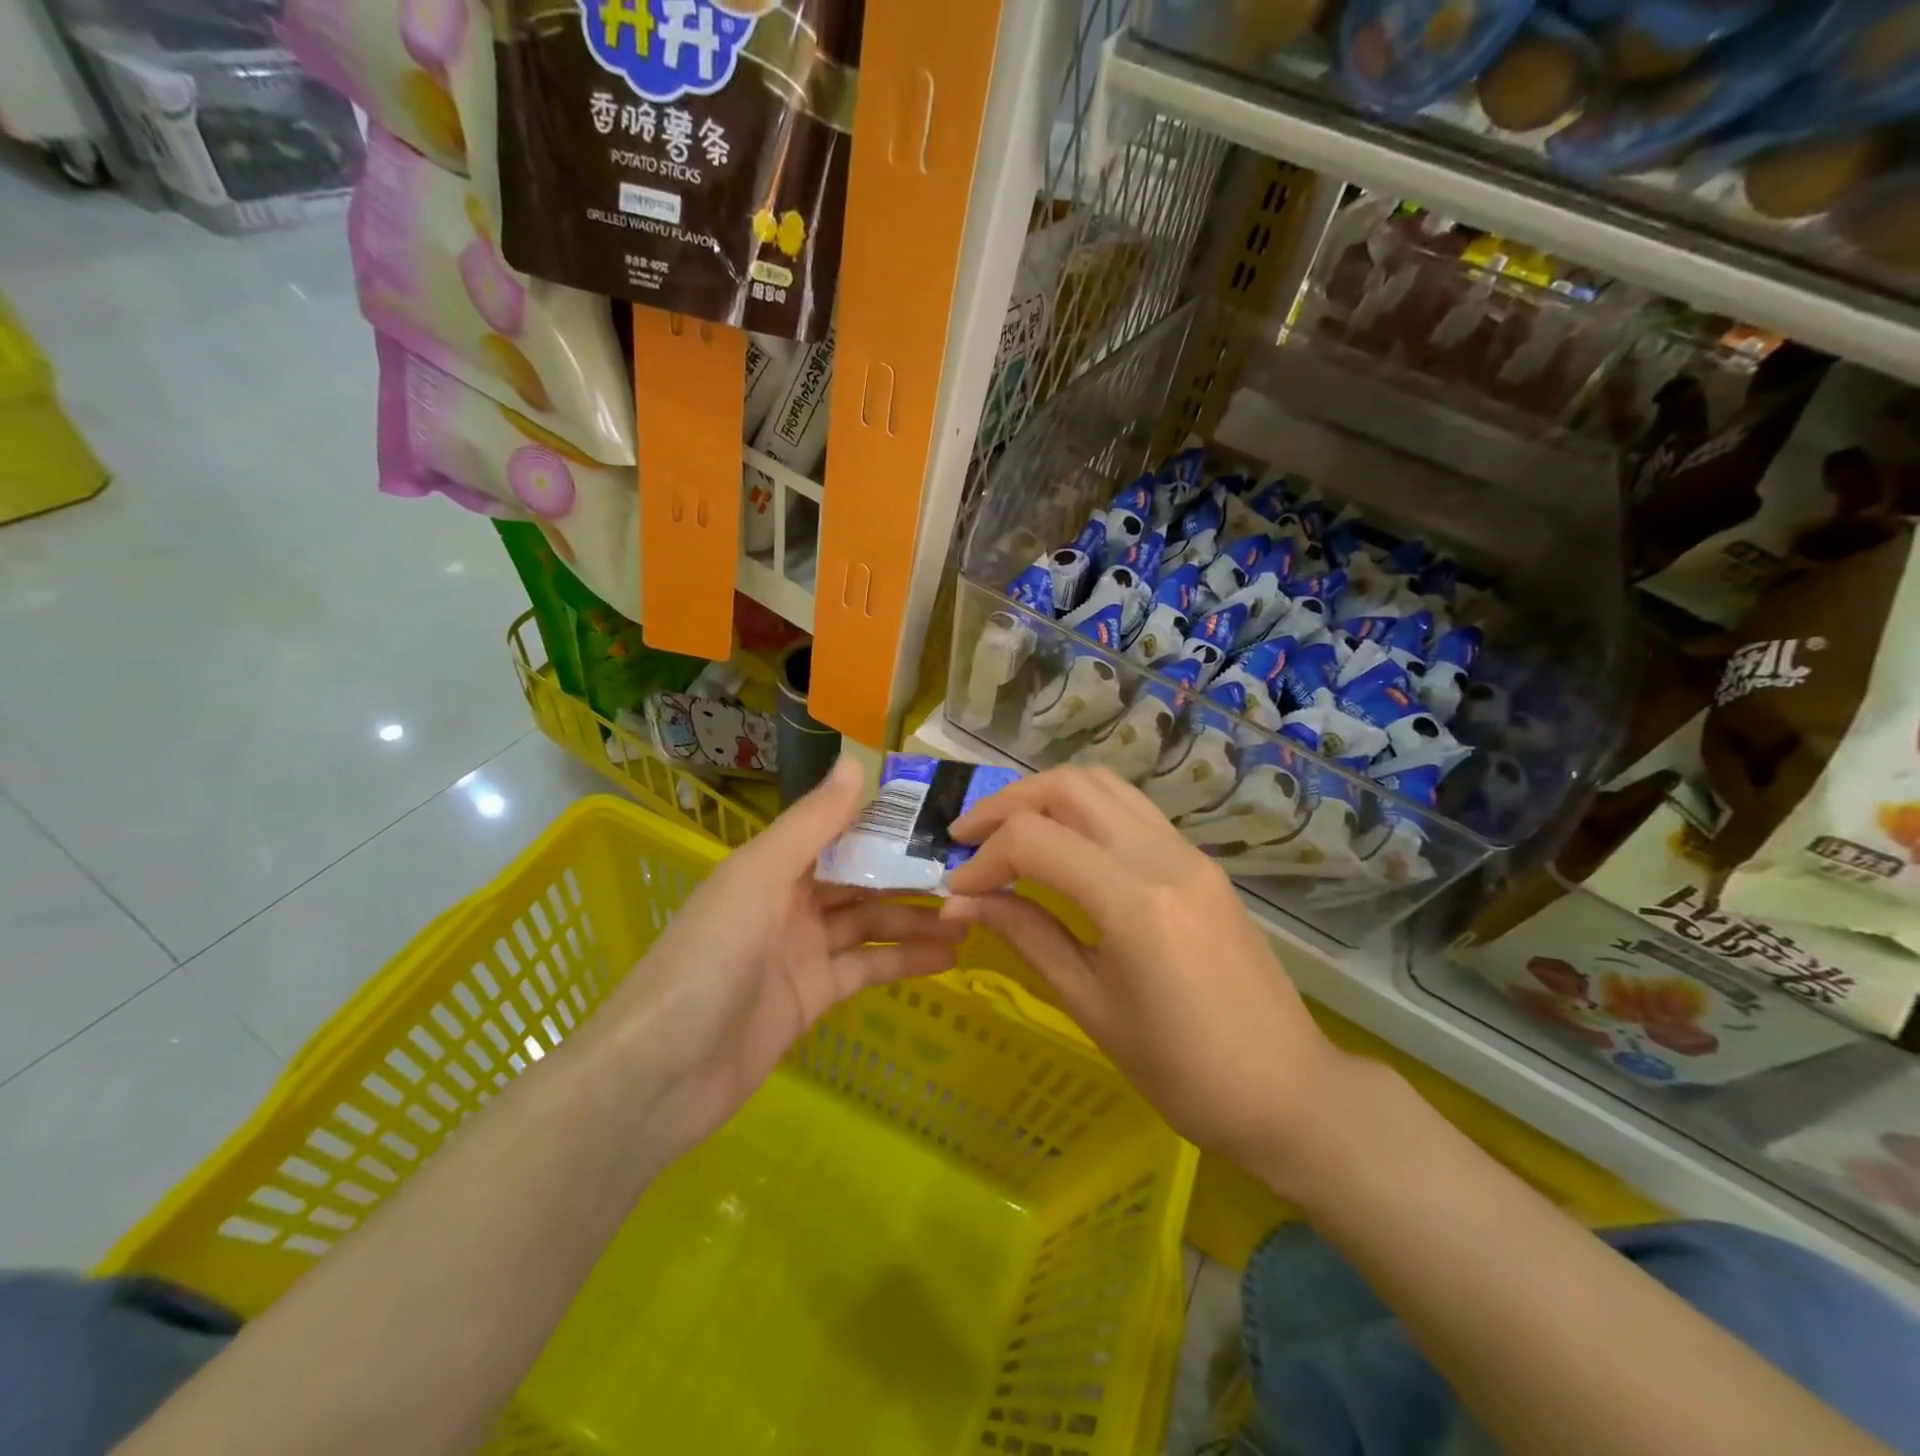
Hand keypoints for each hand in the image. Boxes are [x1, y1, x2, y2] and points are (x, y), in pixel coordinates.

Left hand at [601, 758, 965, 1163]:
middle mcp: (790, 901)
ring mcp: (803, 951)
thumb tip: (856, 761)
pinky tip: (949, 956)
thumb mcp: (760, 877)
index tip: (940, 814)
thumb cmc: (709, 957)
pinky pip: (867, 970)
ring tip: (973, 915)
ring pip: (871, 925)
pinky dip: (905, 962)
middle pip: (861, 880)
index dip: (887, 823)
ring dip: (917, 919)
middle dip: (911, 874)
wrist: (661, 1074)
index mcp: (774, 865)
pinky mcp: (814, 997)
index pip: (840, 832)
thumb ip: (813, 823)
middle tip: (972, 870)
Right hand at [941, 765, 1343, 1191]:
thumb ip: (1026, 935)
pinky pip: (1131, 810)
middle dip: (1007, 804)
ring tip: (1007, 831)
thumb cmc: (1182, 1071)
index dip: (983, 858)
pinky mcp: (1200, 863)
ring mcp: (1188, 853)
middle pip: (1069, 786)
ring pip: (1104, 785)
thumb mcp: (1090, 1005)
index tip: (956, 889)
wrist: (1287, 1091)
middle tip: (967, 836)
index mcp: (1134, 899)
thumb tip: (961, 902)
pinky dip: (1083, 810)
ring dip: (1046, 797)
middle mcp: (1163, 855)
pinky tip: (1062, 846)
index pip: (1035, 840)